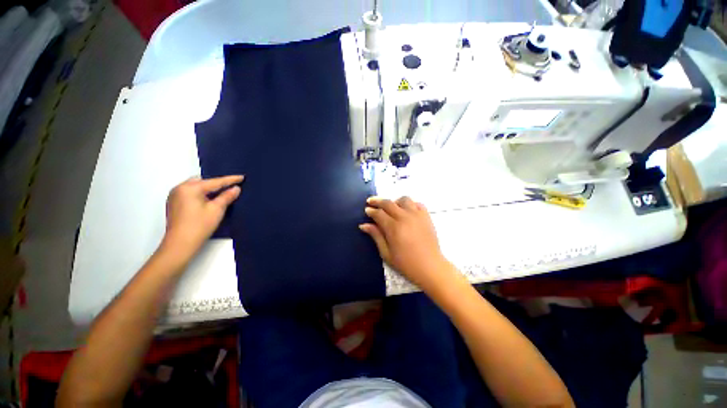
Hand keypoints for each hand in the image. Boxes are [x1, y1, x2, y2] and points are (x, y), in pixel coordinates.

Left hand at [161, 175, 243, 258]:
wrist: (180, 244)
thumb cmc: (199, 226)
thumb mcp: (217, 210)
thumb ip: (227, 196)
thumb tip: (236, 188)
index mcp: (190, 188)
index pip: (215, 182)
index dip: (230, 180)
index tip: (242, 177)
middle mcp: (179, 188)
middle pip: (203, 181)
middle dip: (216, 183)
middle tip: (231, 186)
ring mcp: (174, 196)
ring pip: (196, 187)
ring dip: (208, 189)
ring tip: (221, 193)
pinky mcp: (174, 204)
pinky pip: (190, 193)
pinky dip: (200, 194)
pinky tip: (208, 200)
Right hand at [360, 196, 454, 291]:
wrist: (430, 267)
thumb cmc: (406, 263)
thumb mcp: (386, 253)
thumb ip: (376, 236)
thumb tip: (363, 225)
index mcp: (393, 227)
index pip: (379, 213)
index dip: (371, 211)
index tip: (367, 210)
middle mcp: (404, 217)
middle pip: (388, 203)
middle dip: (377, 201)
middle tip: (371, 201)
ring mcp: (417, 215)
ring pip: (404, 199)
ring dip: (395, 201)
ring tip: (391, 207)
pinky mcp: (426, 216)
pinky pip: (417, 204)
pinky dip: (410, 204)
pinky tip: (407, 211)